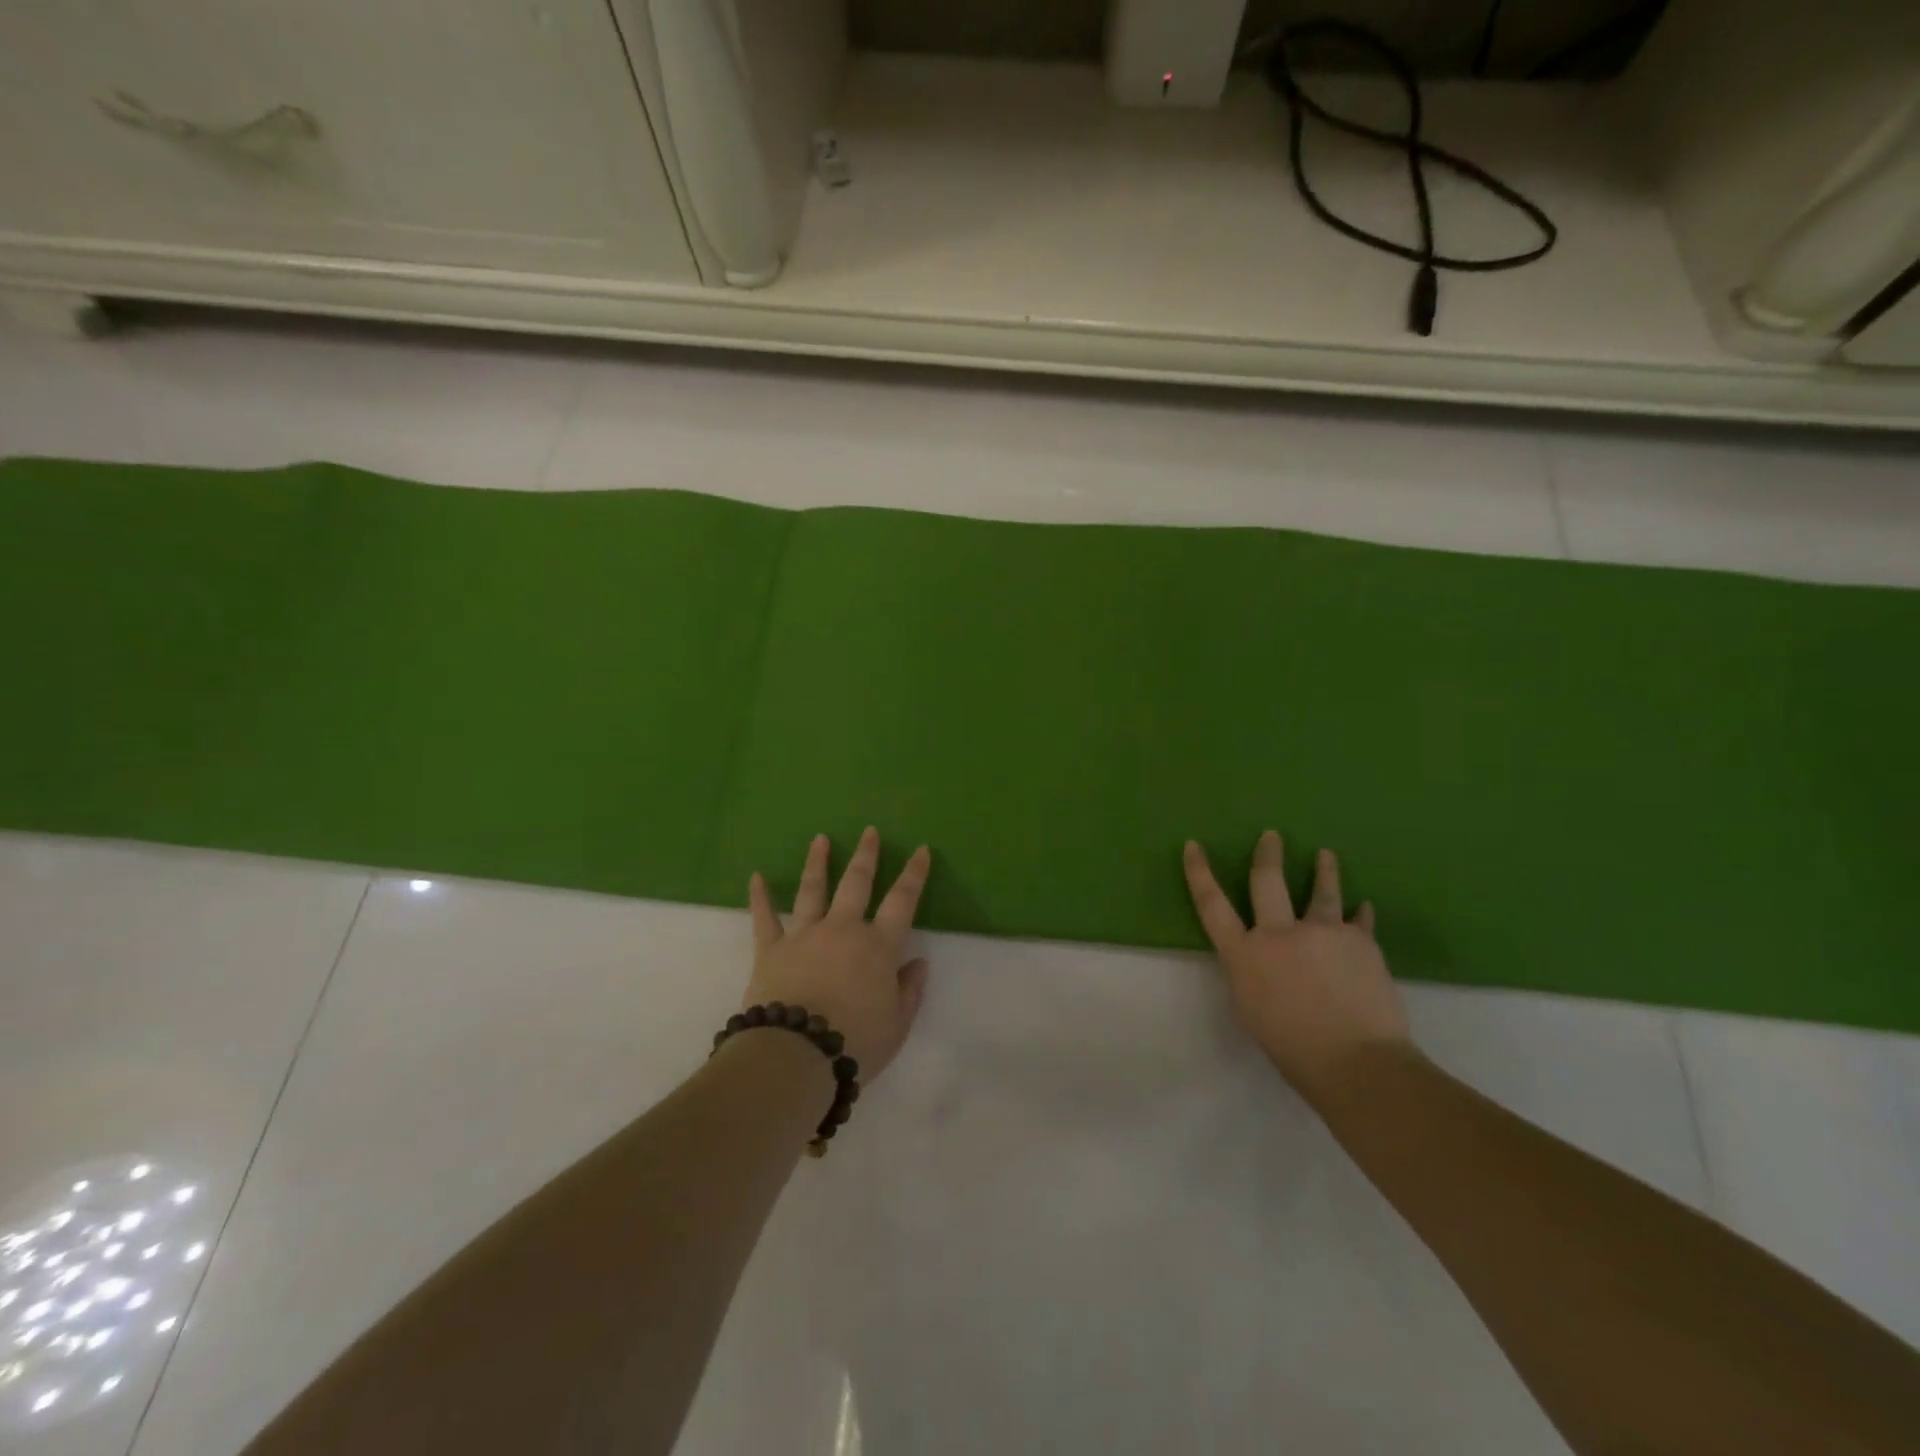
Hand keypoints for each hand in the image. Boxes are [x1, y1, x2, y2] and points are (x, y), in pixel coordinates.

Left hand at [744, 828, 931, 1081]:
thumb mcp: (896, 1026)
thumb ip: (909, 991)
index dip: (914, 874)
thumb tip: (918, 963)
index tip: (921, 849)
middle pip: (857, 883)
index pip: (903, 901)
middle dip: (866, 856)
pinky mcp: (771, 949)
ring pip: (812, 890)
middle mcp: (843, 930)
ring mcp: (804, 935)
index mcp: (878, 946)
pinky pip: (764, 918)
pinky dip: (760, 897)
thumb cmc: (854, 1043)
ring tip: (820, 839)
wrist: (795, 1056)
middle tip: (869, 831)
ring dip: (817, 862)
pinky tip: (756, 877)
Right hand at [1184, 830, 1412, 1104]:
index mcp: (1244, 955)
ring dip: (1324, 870)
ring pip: (1321, 892)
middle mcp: (1278, 933)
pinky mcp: (1360, 941)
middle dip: (1267, 855)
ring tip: (1326, 855)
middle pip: (1267, 881)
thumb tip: (1263, 959)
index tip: (1193, 845)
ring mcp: (1321, 932)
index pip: (1212, 905)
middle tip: (1272, 836)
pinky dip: (1360, 914)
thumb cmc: (1293, 1048)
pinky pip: (1359, 921)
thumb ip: (1252, 974)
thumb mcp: (1252, 1010)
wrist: (1356, 1062)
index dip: (1200, 873)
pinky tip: (1364, 907)